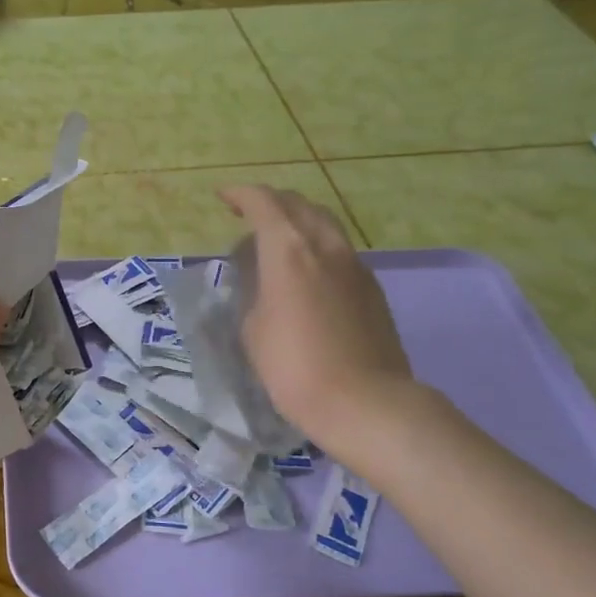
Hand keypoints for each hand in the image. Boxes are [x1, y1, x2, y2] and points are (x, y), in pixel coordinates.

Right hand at [219, 185, 417, 463]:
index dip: (240, 195)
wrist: (363, 401)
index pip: (263, 203)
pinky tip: (307, 273)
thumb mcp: (253, 330)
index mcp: (288, 250)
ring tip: (277, 242)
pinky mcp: (372, 288)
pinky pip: (339, 251)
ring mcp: (354, 265)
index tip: (223, 198)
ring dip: (297, 222)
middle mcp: (325, 246)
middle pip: (299, 204)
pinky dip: (317, 247)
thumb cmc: (293, 367)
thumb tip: (265, 285)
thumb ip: (254, 294)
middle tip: (249, 215)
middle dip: (271, 202)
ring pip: (324, 224)